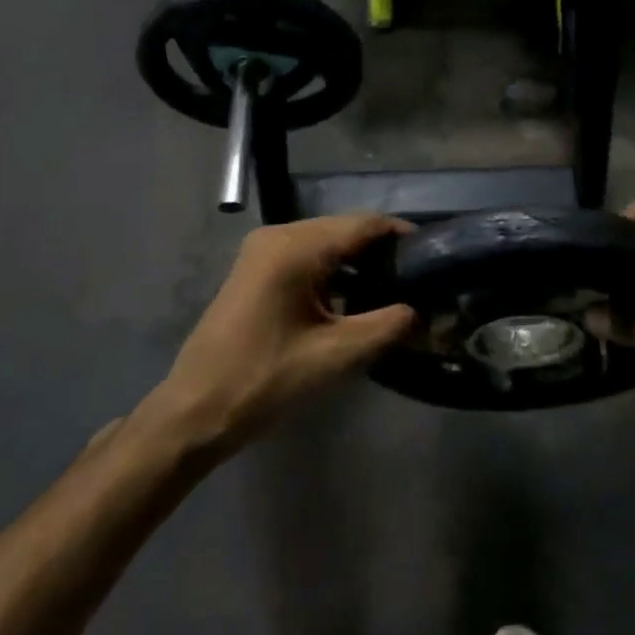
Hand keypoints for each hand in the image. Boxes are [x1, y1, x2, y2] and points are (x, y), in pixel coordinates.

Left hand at [151, 215, 416, 450]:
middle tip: (421, 281)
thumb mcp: (337, 354)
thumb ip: (389, 326)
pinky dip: (334, 274)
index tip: (437, 258)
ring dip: (359, 265)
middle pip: (345, 230)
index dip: (404, 237)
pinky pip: (307, 259)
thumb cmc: (266, 379)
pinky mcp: (256, 271)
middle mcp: (278, 235)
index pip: (365, 224)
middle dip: (383, 253)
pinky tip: (356, 300)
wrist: (196, 410)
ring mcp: (262, 252)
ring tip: (396, 292)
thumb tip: (424, 312)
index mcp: (296, 246)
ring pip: (326, 245)